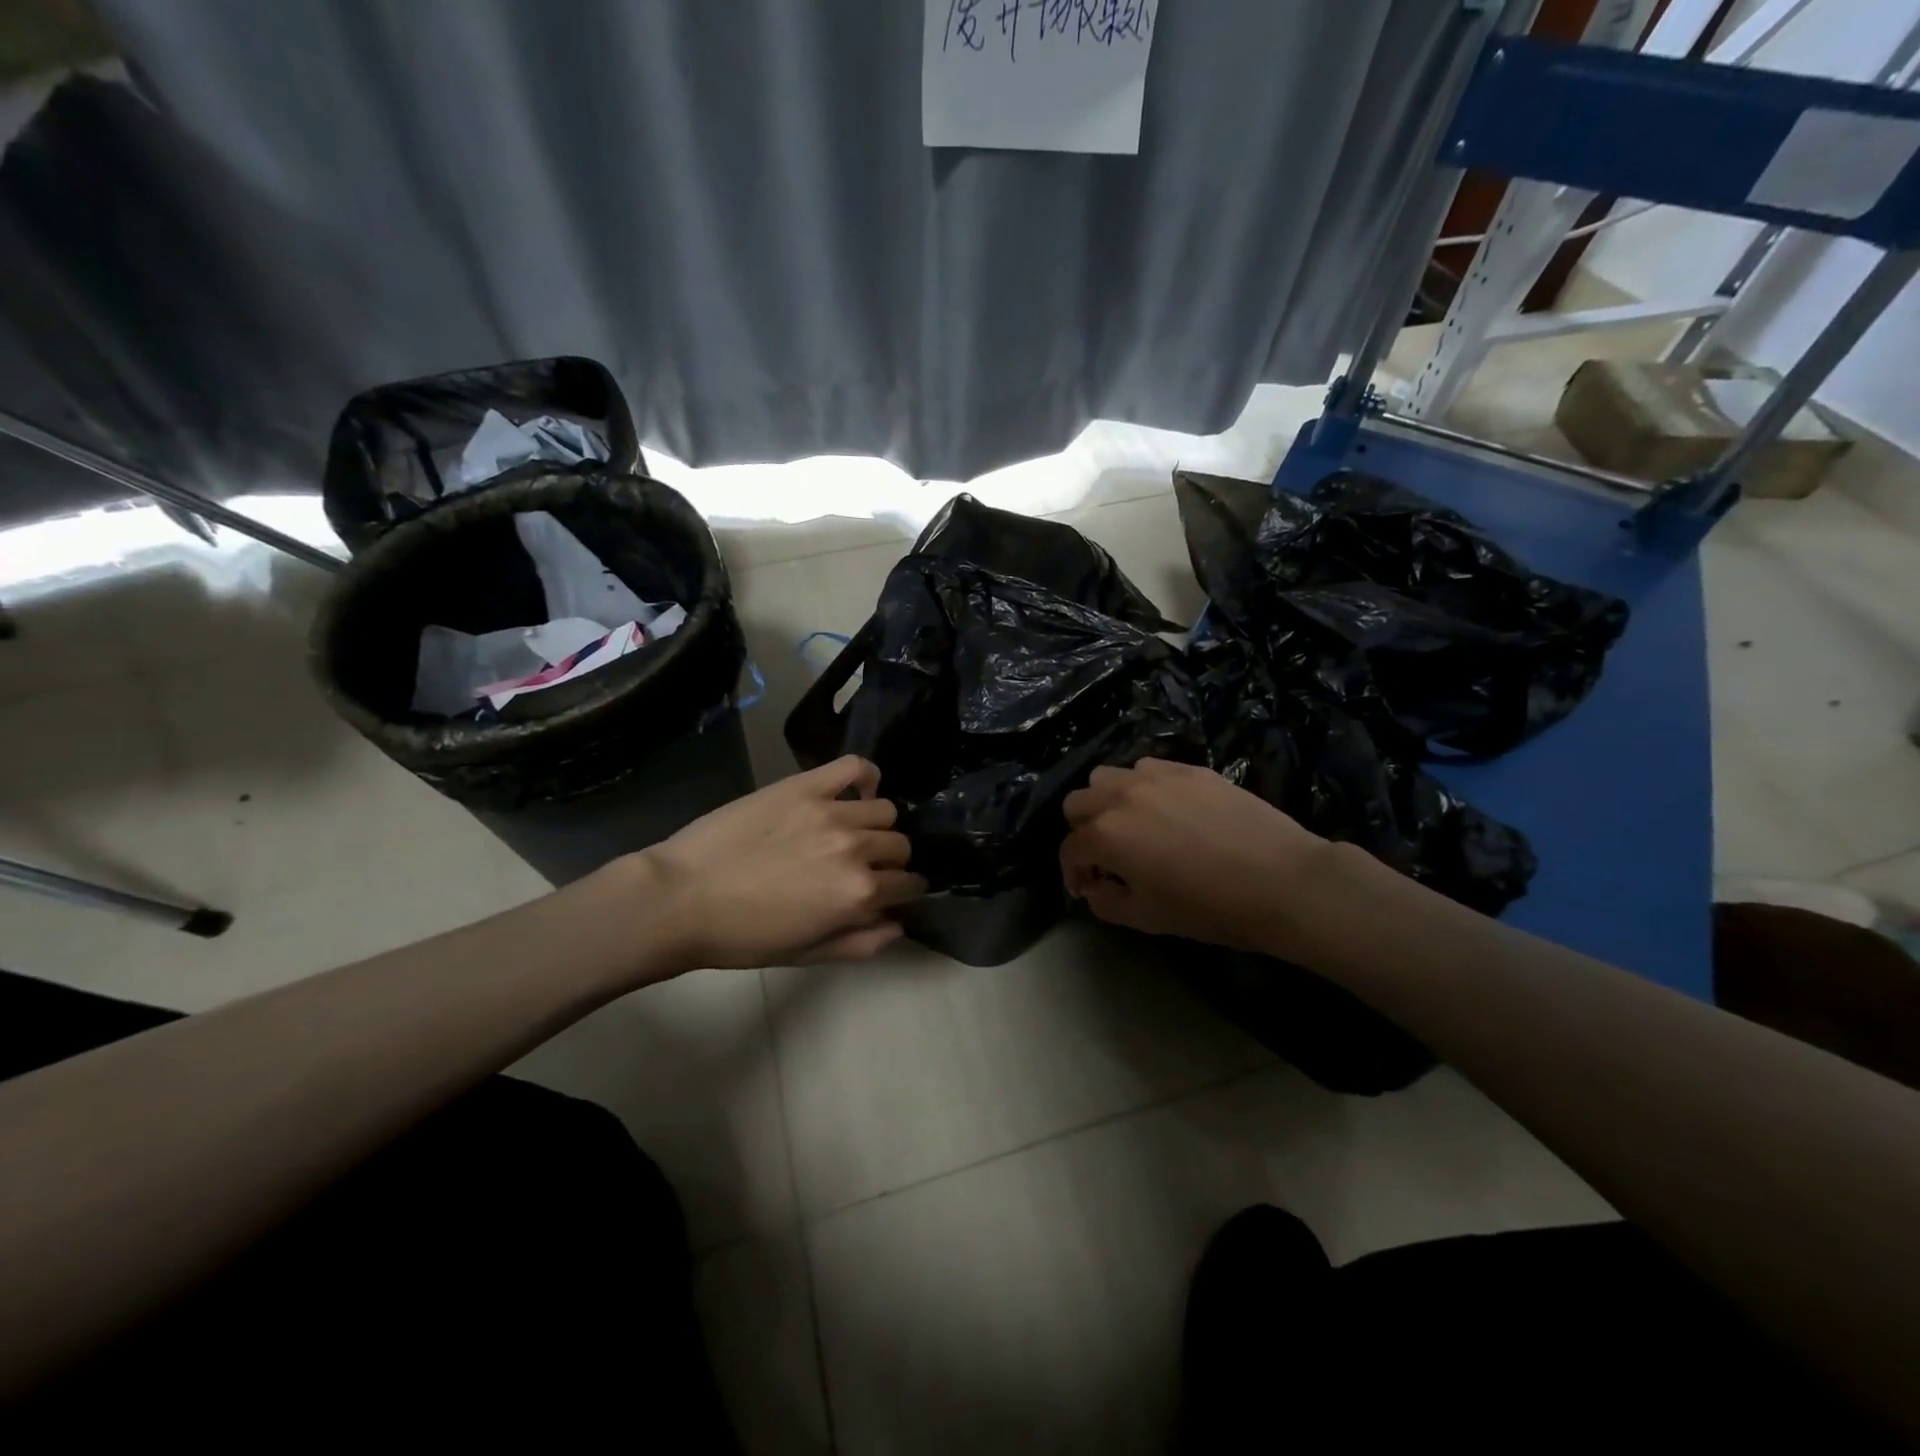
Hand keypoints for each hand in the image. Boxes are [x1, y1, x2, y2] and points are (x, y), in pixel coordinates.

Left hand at [640, 756, 926, 969]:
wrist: (681, 898)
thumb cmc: (742, 936)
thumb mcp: (807, 954)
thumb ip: (861, 943)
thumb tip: (899, 925)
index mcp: (859, 894)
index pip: (908, 884)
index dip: (903, 891)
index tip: (892, 891)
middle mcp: (856, 848)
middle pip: (900, 845)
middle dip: (892, 860)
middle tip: (865, 866)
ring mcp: (831, 812)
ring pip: (884, 810)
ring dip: (878, 825)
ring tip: (853, 832)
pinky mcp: (805, 786)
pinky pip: (854, 767)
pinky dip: (865, 776)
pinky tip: (855, 790)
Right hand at [1059, 758, 1330, 953]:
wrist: (1281, 881)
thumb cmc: (1209, 908)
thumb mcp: (1147, 918)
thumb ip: (1105, 902)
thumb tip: (1094, 886)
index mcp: (1106, 835)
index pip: (1069, 850)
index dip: (1071, 873)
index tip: (1087, 887)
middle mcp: (1122, 796)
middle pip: (1077, 803)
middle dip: (1082, 831)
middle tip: (1105, 855)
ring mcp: (1156, 776)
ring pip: (1107, 776)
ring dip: (1107, 801)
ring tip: (1131, 824)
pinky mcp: (1189, 769)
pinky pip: (1147, 767)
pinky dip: (1142, 786)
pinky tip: (1166, 809)